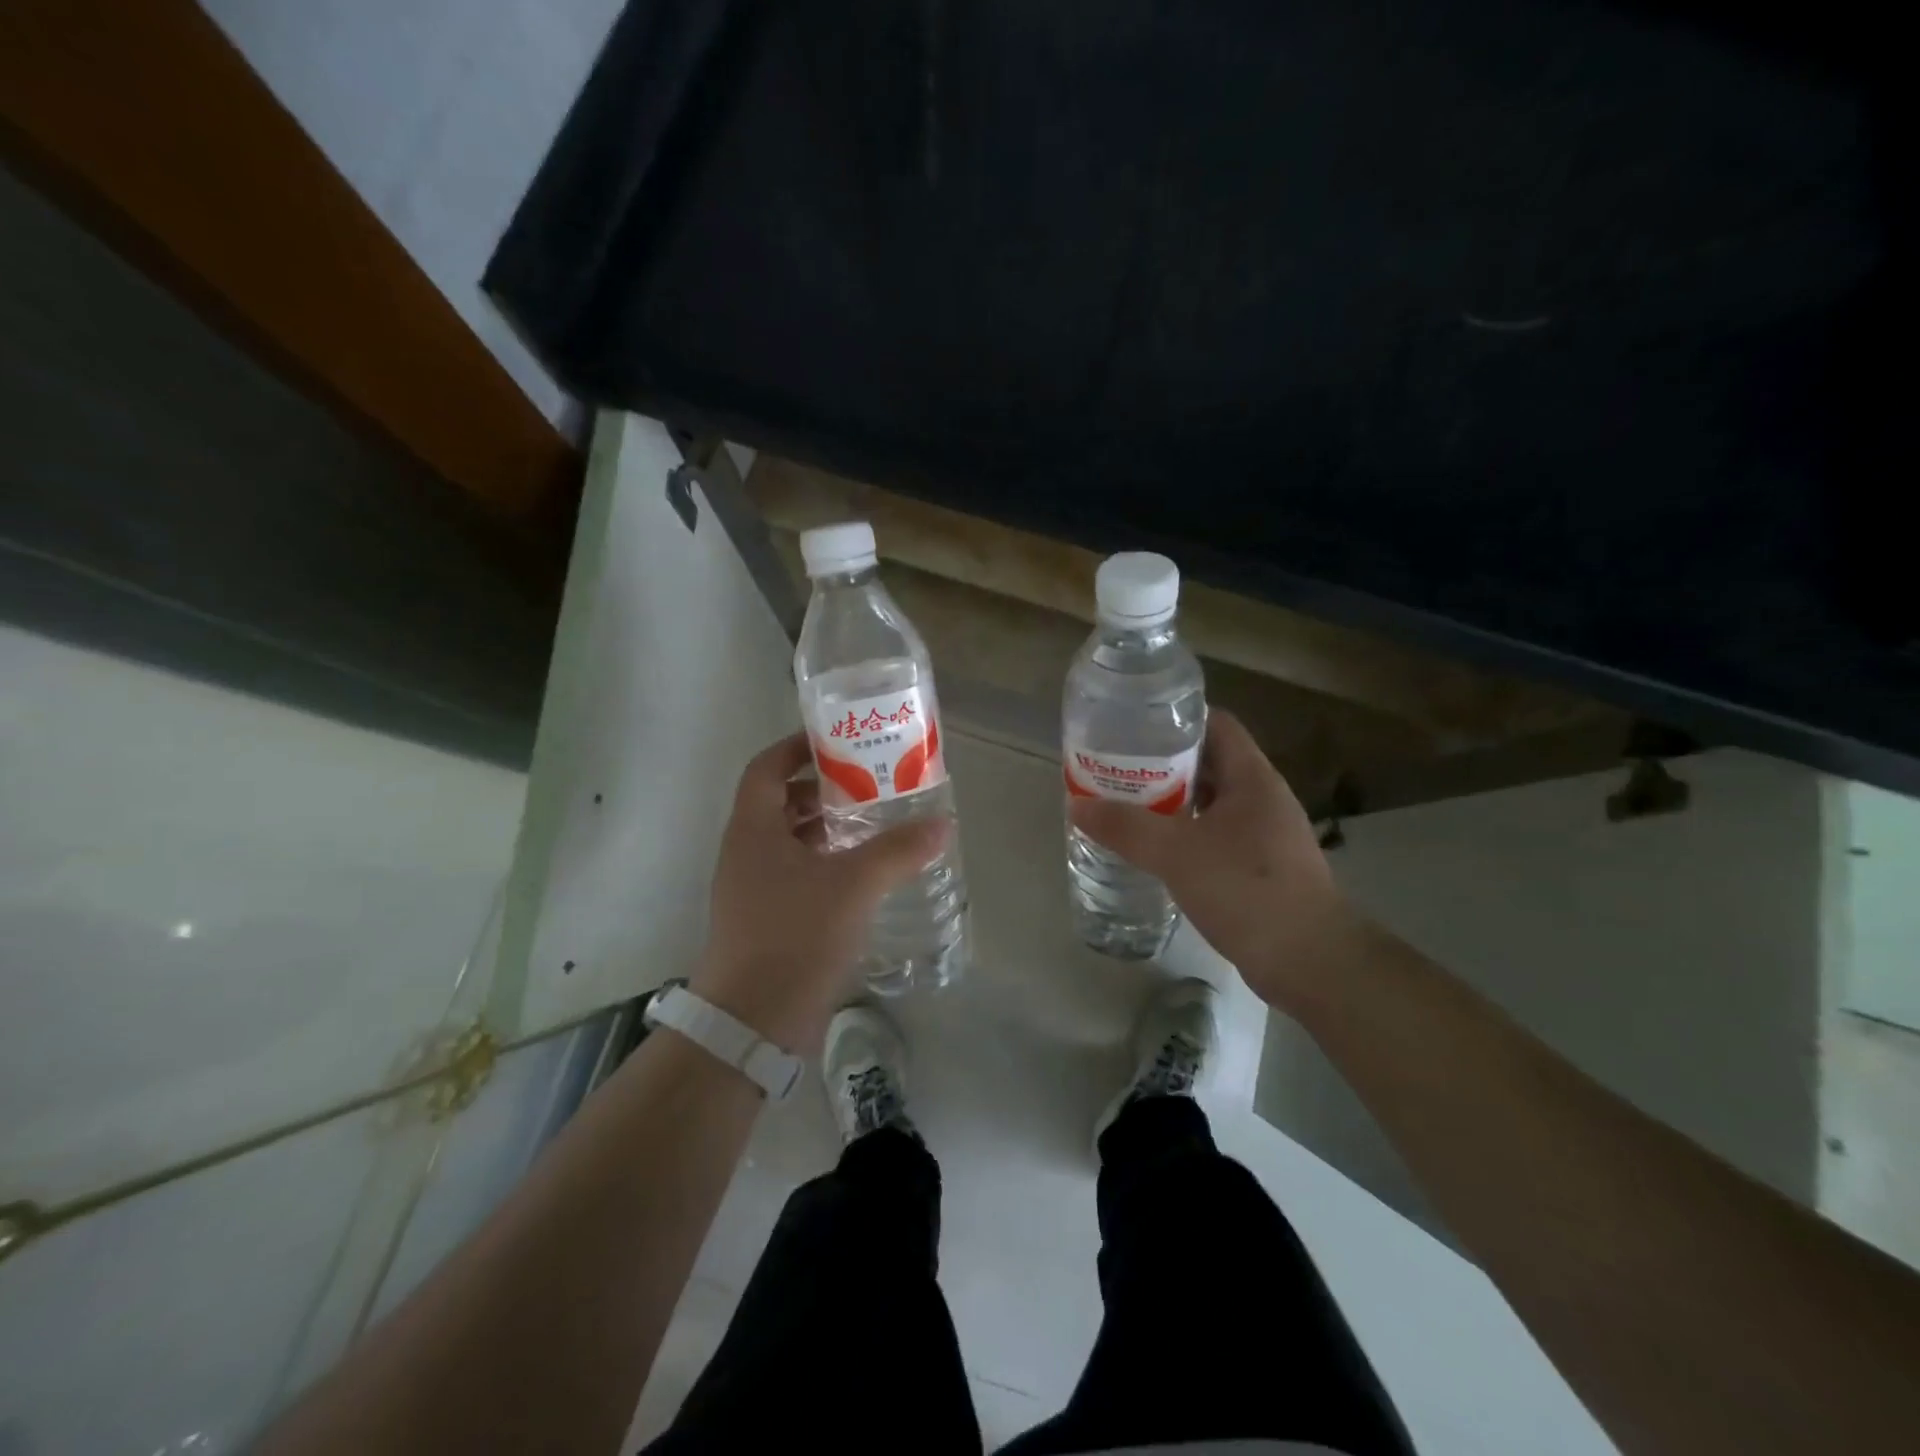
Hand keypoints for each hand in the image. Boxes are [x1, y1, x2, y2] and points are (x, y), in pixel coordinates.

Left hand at [692, 732, 947, 1053]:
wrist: (752, 1024)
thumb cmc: (794, 936)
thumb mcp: (853, 886)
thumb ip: (897, 850)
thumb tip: (941, 824)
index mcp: (753, 830)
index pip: (766, 768)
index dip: (797, 748)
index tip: (836, 741)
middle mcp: (746, 853)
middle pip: (779, 802)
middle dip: (821, 789)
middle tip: (867, 782)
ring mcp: (752, 889)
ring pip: (788, 841)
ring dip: (825, 828)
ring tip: (872, 824)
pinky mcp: (765, 920)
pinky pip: (794, 874)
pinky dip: (824, 863)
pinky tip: (861, 875)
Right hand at [1068, 710, 1359, 1015]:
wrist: (1310, 960)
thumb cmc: (1246, 890)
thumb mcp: (1176, 853)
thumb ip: (1126, 827)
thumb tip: (1077, 806)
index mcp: (1252, 778)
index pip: (1216, 724)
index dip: (1176, 719)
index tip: (1134, 728)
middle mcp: (1263, 798)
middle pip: (1209, 763)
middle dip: (1163, 765)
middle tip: (1119, 770)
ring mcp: (1266, 834)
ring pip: (1212, 803)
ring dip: (1173, 803)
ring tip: (1128, 807)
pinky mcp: (1262, 867)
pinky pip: (1217, 836)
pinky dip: (1186, 835)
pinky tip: (1157, 851)